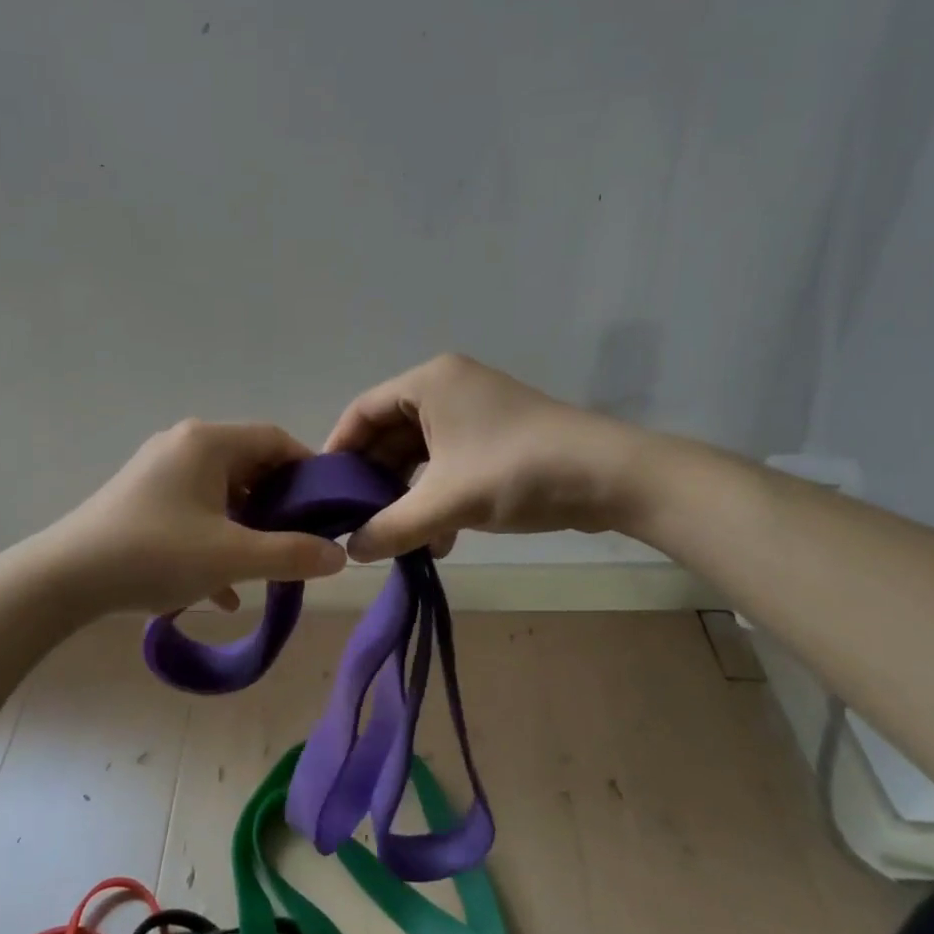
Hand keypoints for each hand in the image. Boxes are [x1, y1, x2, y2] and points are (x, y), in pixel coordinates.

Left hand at [40, 420, 348, 614]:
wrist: (64, 578)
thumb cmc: (154, 554)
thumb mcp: (231, 557)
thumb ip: (291, 555)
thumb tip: (340, 556)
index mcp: (208, 442)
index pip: (275, 440)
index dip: (308, 472)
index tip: (327, 510)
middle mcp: (184, 446)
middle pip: (248, 467)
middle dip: (277, 507)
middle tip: (299, 543)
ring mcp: (159, 472)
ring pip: (221, 495)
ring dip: (246, 530)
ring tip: (265, 569)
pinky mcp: (142, 500)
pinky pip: (193, 513)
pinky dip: (213, 542)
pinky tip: (222, 591)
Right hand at [324, 354, 651, 561]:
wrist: (610, 477)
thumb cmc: (517, 471)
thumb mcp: (446, 502)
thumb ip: (391, 527)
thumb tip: (351, 551)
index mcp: (429, 382)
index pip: (362, 411)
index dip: (338, 451)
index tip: (323, 492)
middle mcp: (448, 388)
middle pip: (390, 434)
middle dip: (375, 481)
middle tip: (356, 521)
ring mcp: (474, 413)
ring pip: (420, 455)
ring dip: (408, 497)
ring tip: (397, 538)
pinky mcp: (496, 438)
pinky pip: (448, 464)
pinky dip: (437, 498)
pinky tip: (440, 540)